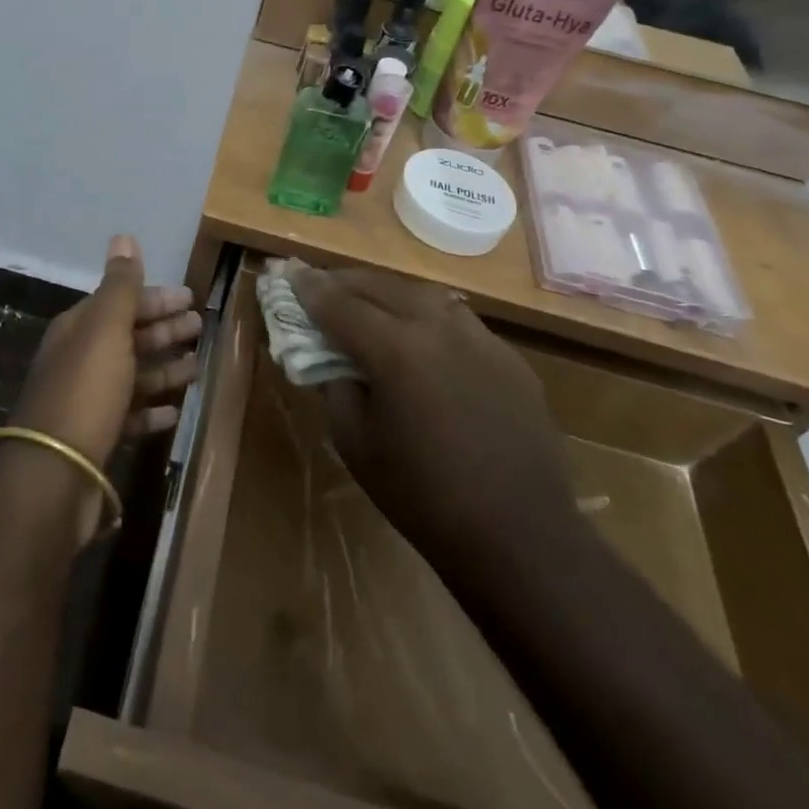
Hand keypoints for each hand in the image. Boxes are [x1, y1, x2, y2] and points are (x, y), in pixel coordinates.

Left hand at [2, 237, 200, 535]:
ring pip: (131, 375)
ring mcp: (86, 400)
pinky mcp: (95, 437)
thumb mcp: (106, 329)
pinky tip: (174, 410)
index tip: (190, 297)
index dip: (154, 298)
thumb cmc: (85, 390)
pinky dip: (150, 409)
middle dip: (162, 328)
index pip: (119, 302)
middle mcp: (79, 359)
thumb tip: (123, 235)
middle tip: (199, 325)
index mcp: (78, 329)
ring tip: (197, 366)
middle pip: (127, 336)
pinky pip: (128, 414)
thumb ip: (120, 286)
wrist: (54, 473)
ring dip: (162, 367)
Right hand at [289, 264, 578, 567]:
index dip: (310, 289)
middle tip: (320, 284)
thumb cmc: (422, 495)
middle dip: (344, 282)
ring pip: (422, 294)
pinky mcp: (507, 356)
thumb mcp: (355, 442)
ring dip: (386, 291)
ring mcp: (480, 337)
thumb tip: (331, 358)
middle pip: (380, 287)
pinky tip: (419, 335)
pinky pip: (457, 320)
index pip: (339, 305)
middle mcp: (438, 327)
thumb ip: (336, 387)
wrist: (519, 535)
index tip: (289, 273)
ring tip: (366, 300)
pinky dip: (425, 315)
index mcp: (395, 349)